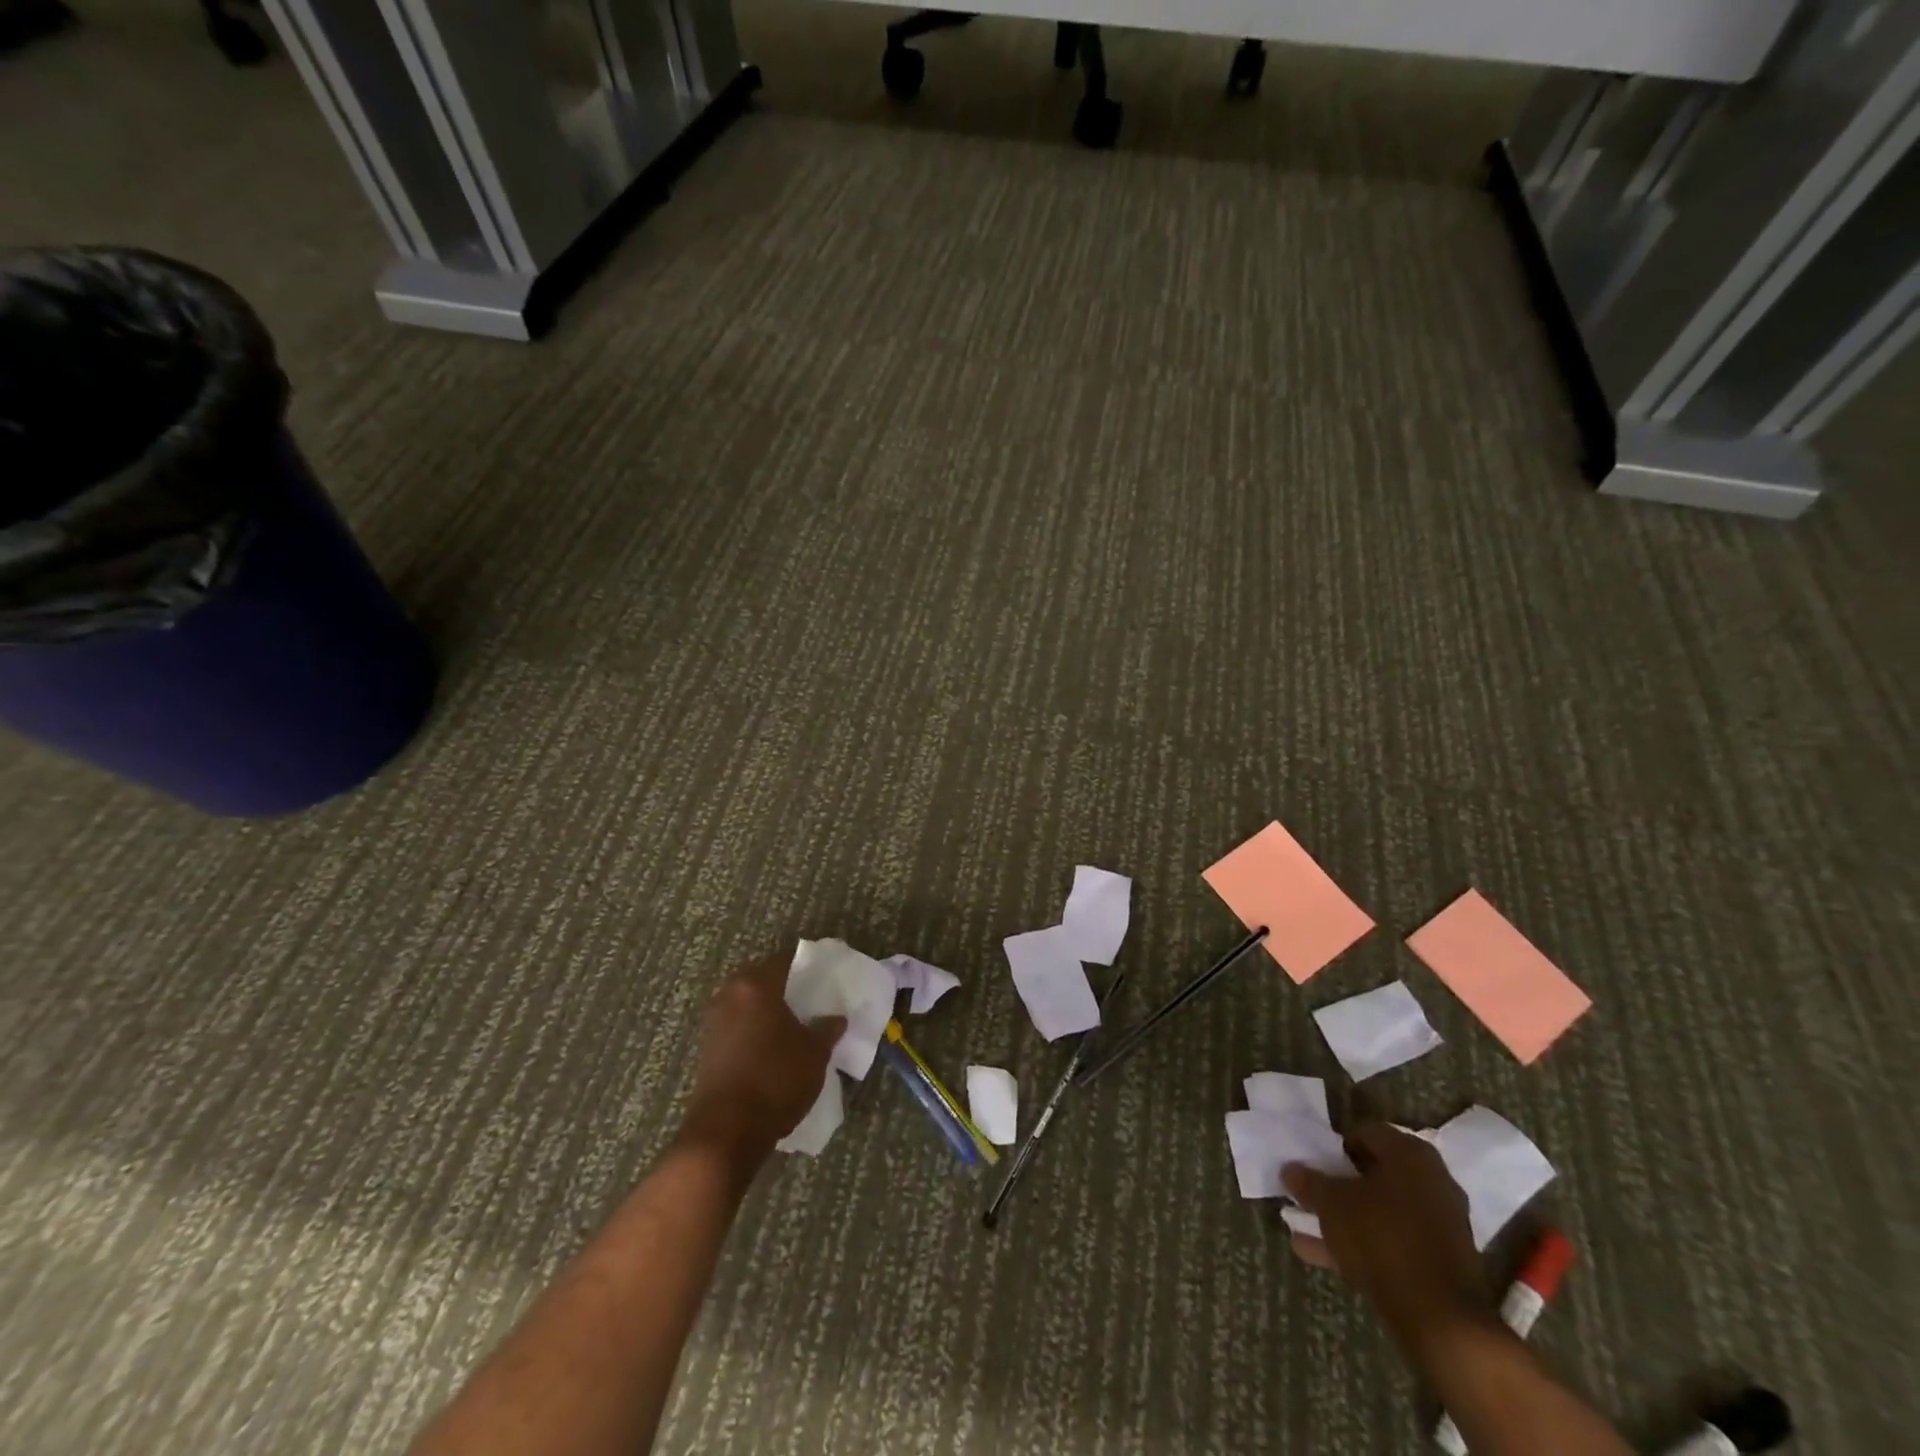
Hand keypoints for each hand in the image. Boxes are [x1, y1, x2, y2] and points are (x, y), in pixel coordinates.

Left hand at [682, 954, 844, 1162]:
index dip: (807, 965)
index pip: (785, 959)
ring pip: (747, 1004)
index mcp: (755, 985)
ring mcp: (713, 1022)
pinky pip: (737, 1026)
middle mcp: (729, 995)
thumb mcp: (815, 1053)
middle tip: (811, 1000)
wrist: (726, 1132)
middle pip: (762, 979)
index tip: (825, 975)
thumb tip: (835, 1018)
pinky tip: (772, 1047)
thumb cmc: (775, 1079)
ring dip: (767, 1010)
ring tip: (793, 1025)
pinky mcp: (707, 1049)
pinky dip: (753, 1030)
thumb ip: (827, 1029)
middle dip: (785, 987)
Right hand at [1283, 1122, 1492, 1357]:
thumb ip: (1309, 1182)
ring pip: (1382, 1212)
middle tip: (1312, 1194)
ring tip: (1308, 1228)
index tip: (1314, 1166)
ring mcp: (1441, 1224)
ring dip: (1347, 1218)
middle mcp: (1433, 1181)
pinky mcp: (1442, 1262)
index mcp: (1411, 1154)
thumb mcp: (1332, 1204)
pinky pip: (1394, 1242)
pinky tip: (1323, 1255)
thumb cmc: (1382, 1238)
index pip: (1364, 1134)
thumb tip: (1289, 1169)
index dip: (1335, 1148)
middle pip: (1375, 1174)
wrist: (1441, 1321)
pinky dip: (1364, 1245)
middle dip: (1341, 1185)